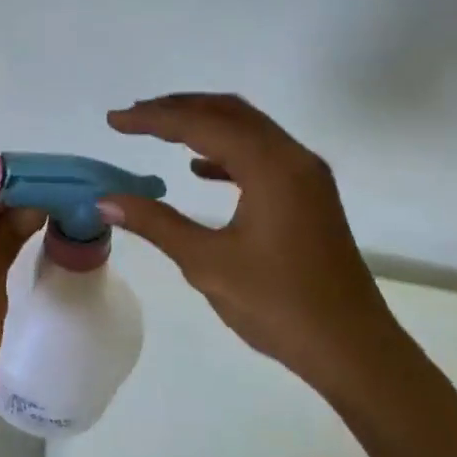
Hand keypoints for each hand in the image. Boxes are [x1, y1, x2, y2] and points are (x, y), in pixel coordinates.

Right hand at [98, 93, 401, 385]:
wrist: (351, 348)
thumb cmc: (277, 304)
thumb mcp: (207, 263)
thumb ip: (156, 223)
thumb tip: (105, 200)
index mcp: (270, 167)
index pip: (201, 124)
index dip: (153, 119)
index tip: (114, 120)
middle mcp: (293, 158)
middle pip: (229, 113)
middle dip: (178, 109)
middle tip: (134, 117)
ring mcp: (306, 176)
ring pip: (248, 130)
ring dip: (203, 125)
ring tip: (159, 132)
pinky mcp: (309, 196)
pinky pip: (262, 155)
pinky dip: (226, 151)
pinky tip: (199, 170)